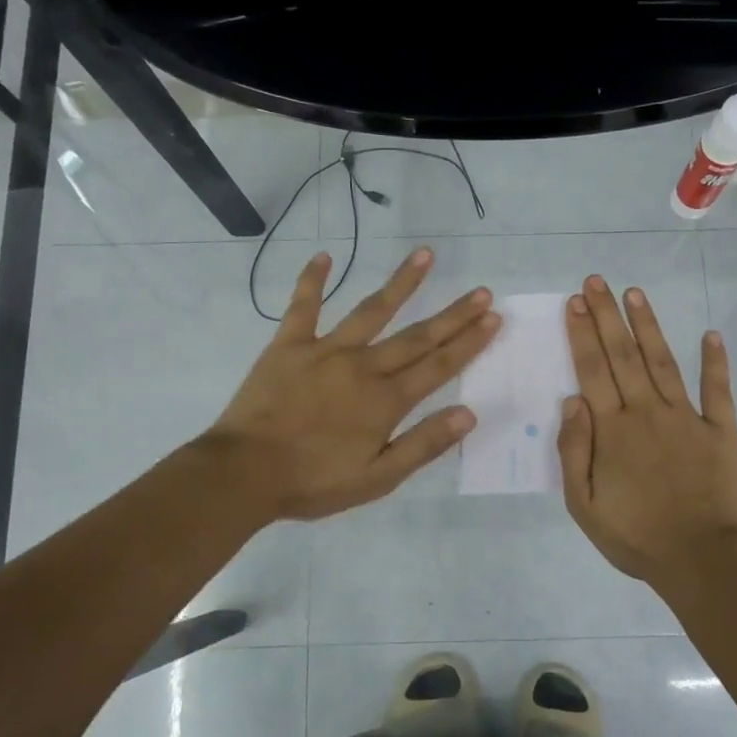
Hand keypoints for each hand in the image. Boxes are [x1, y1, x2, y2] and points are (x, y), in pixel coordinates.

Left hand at [201, 246, 498, 520]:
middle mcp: (363, 366)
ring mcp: (325, 350)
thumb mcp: (377, 478)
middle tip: (481, 291)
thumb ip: (423, 444)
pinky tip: (324, 256)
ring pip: (371, 310)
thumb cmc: (314, 482)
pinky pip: (303, 306)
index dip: (469, 342)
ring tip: (425, 255)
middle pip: (417, 336)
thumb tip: (468, 414)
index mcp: (386, 400)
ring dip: (401, 283)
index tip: (493, 317)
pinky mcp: (288, 345)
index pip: (438, 366)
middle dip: (453, 314)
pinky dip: (312, 280)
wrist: (243, 474)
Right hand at [556, 276, 736, 584]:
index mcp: (613, 430)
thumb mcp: (583, 505)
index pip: (592, 371)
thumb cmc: (635, 536)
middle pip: (623, 355)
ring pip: (663, 362)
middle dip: (606, 316)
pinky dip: (715, 361)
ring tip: (635, 293)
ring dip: (648, 325)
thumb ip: (574, 451)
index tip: (574, 302)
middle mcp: (647, 412)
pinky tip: (711, 335)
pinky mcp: (721, 430)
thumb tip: (572, 400)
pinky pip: (718, 390)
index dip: (582, 335)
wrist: (700, 559)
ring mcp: (687, 418)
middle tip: (596, 281)